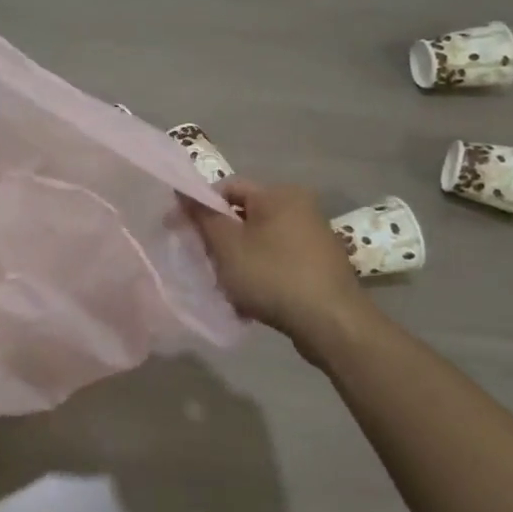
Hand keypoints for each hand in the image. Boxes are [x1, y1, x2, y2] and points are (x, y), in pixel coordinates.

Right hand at [185, 178, 379, 353]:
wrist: (332, 323)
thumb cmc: (273, 276)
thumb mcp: (227, 245)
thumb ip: (202, 215)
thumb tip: (183, 190)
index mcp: (279, 194)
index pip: (227, 188)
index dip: (199, 206)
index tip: (180, 231)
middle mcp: (301, 207)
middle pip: (244, 215)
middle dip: (221, 238)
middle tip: (204, 261)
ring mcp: (315, 236)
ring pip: (260, 241)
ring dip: (239, 259)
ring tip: (228, 285)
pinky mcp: (321, 264)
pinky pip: (279, 259)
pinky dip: (261, 273)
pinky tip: (252, 299)